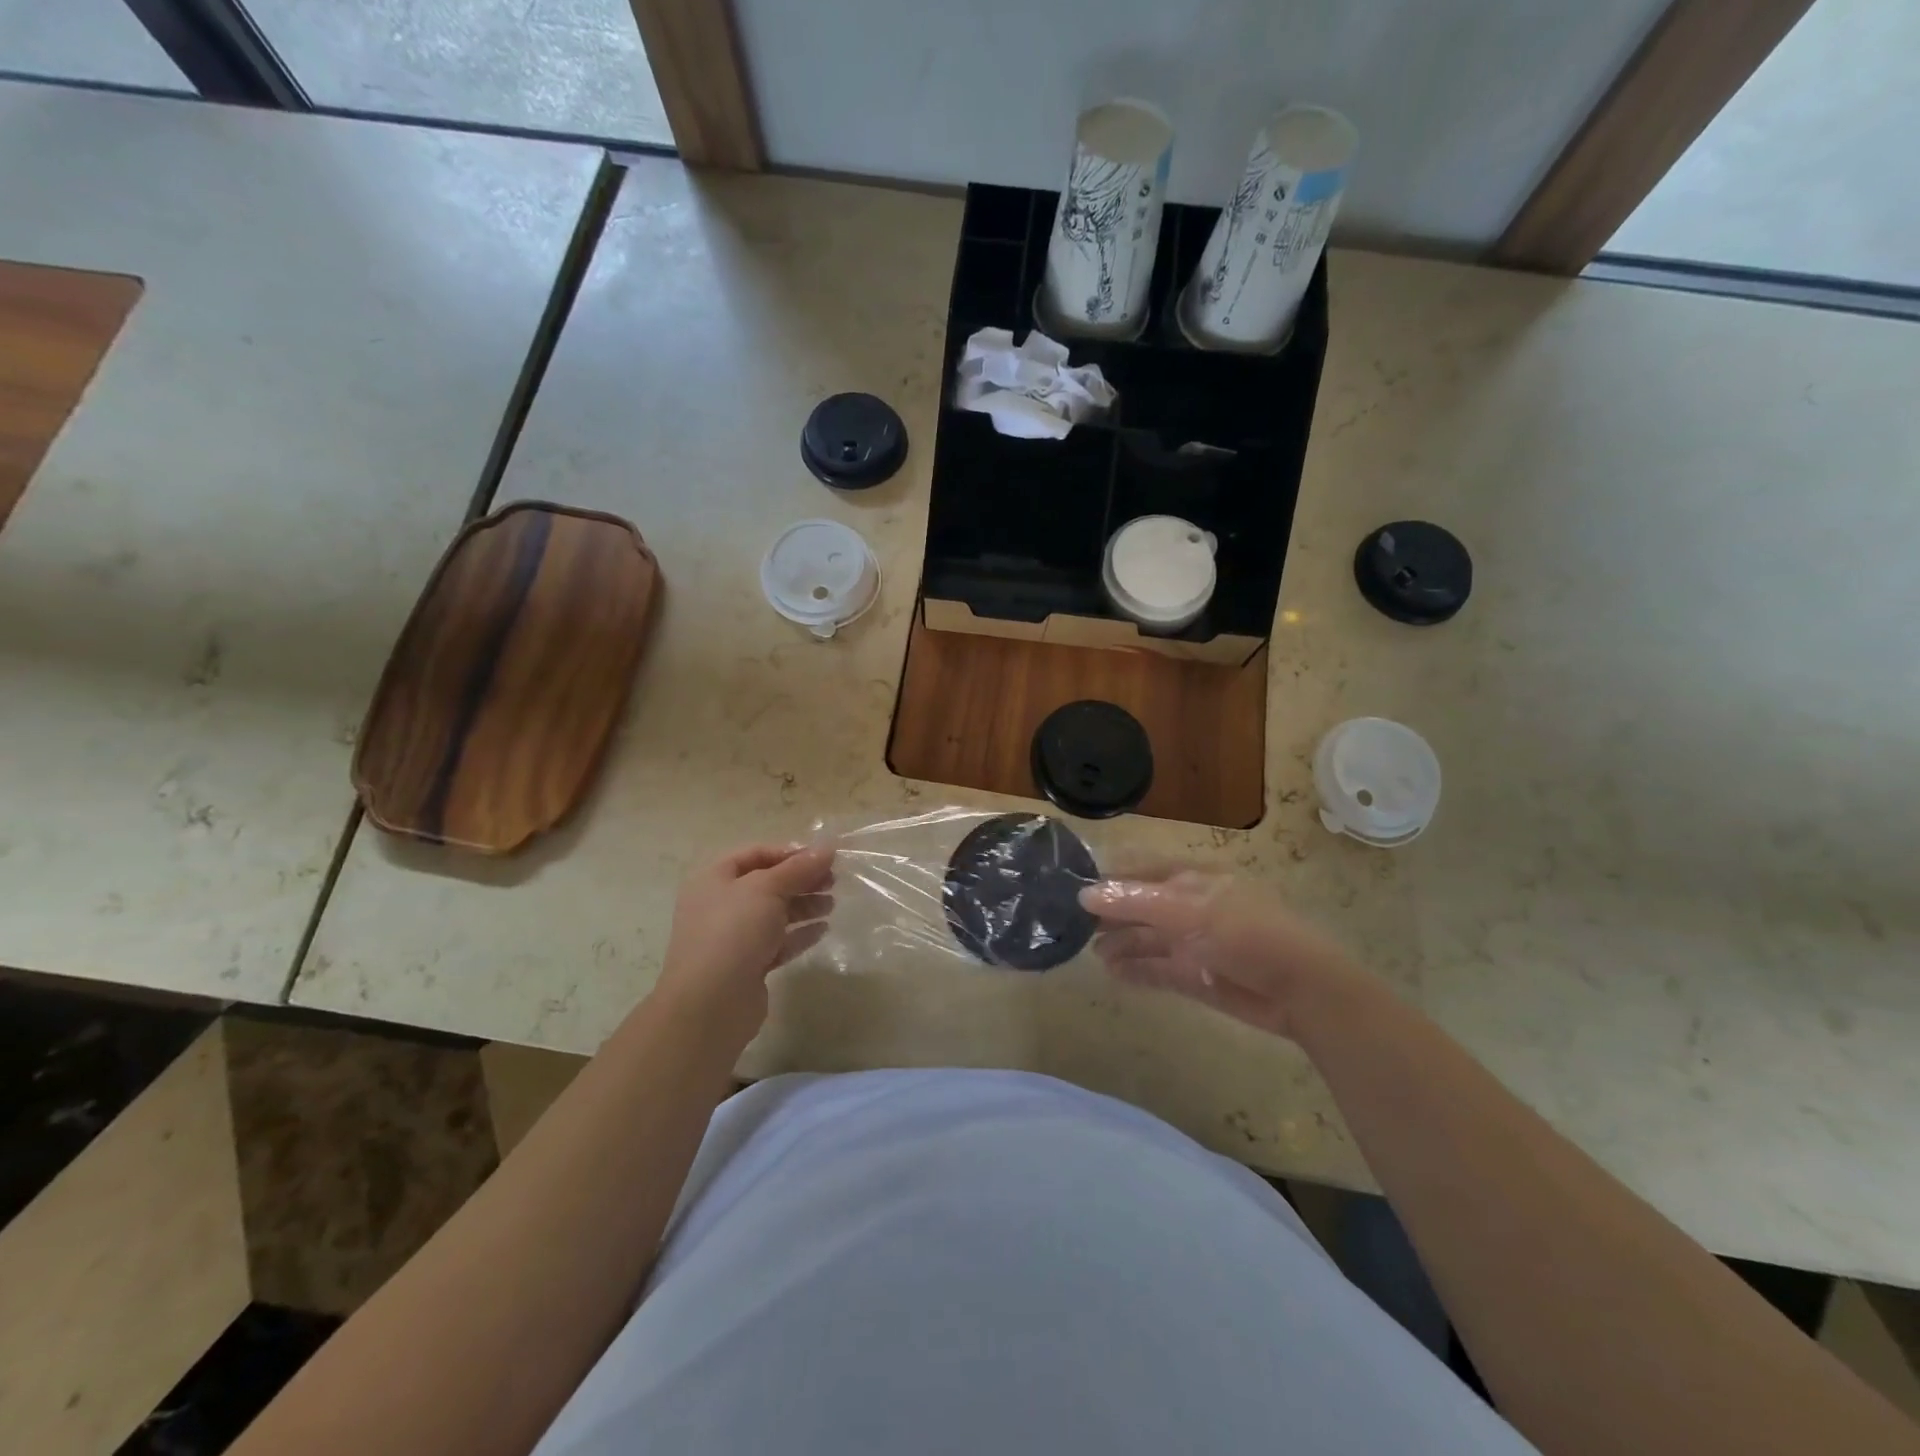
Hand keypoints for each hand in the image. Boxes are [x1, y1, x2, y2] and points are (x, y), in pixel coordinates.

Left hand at [652, 842, 835, 1047]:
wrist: (710, 1003)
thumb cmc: (733, 932)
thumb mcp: (767, 889)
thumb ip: (799, 868)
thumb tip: (828, 847)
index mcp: (715, 879)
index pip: (755, 854)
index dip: (789, 852)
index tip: (822, 857)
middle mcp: (720, 905)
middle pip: (767, 883)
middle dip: (801, 880)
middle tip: (833, 880)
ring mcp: (733, 937)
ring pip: (774, 913)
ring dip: (804, 906)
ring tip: (832, 905)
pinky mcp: (748, 965)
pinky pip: (778, 942)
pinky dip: (800, 934)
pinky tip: (823, 930)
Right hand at [1079, 865, 1367, 1039]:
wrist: (1300, 989)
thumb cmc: (1247, 934)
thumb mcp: (1189, 911)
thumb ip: (1136, 902)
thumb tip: (1084, 894)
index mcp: (1193, 879)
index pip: (1141, 870)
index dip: (1110, 877)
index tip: (1073, 886)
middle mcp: (1189, 907)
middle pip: (1141, 906)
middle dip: (1110, 913)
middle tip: (1072, 923)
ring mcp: (1192, 943)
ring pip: (1146, 939)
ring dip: (1120, 944)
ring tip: (1089, 952)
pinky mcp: (1196, 976)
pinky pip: (1157, 970)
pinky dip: (1135, 970)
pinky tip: (1112, 972)